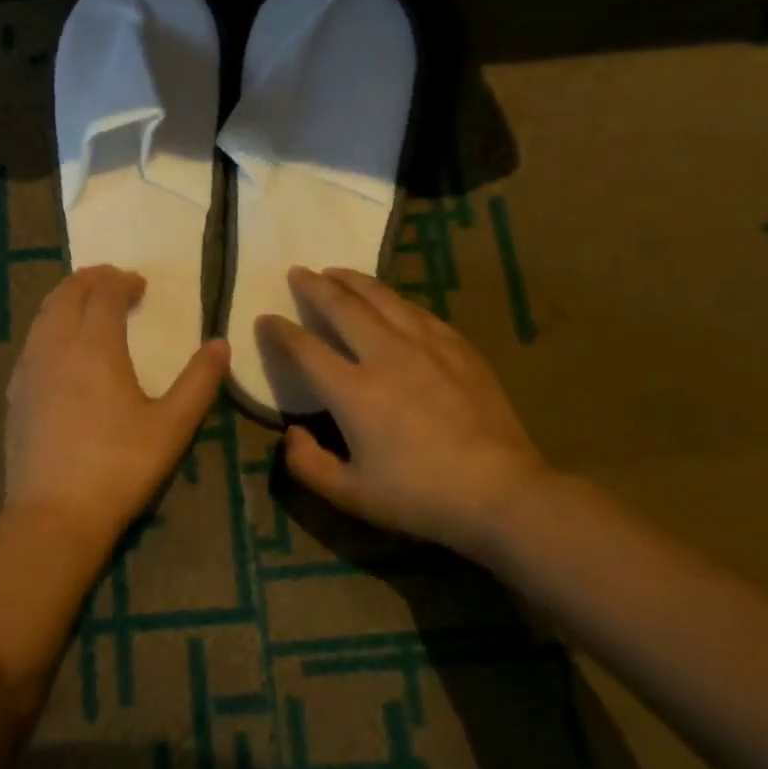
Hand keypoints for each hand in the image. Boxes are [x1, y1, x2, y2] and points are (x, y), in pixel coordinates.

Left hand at [6, 266, 229, 551]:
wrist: (54, 514)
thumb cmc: (120, 467)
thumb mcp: (172, 426)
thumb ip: (199, 381)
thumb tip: (220, 344)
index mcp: (96, 346)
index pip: (105, 294)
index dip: (122, 282)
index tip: (140, 285)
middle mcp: (57, 346)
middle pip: (67, 293)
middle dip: (91, 279)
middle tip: (112, 280)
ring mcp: (30, 369)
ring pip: (44, 313)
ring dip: (66, 297)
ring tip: (86, 302)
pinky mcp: (16, 392)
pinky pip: (31, 340)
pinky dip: (49, 324)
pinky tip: (59, 344)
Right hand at [261, 267, 554, 557]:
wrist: (502, 492)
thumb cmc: (420, 496)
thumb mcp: (351, 495)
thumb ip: (308, 464)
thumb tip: (291, 433)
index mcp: (354, 391)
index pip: (305, 348)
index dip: (279, 331)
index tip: (265, 318)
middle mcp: (386, 355)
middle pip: (342, 306)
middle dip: (314, 286)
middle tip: (298, 272)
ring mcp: (426, 346)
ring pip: (382, 297)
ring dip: (353, 280)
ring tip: (336, 272)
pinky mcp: (458, 348)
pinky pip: (418, 310)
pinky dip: (394, 299)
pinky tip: (391, 300)